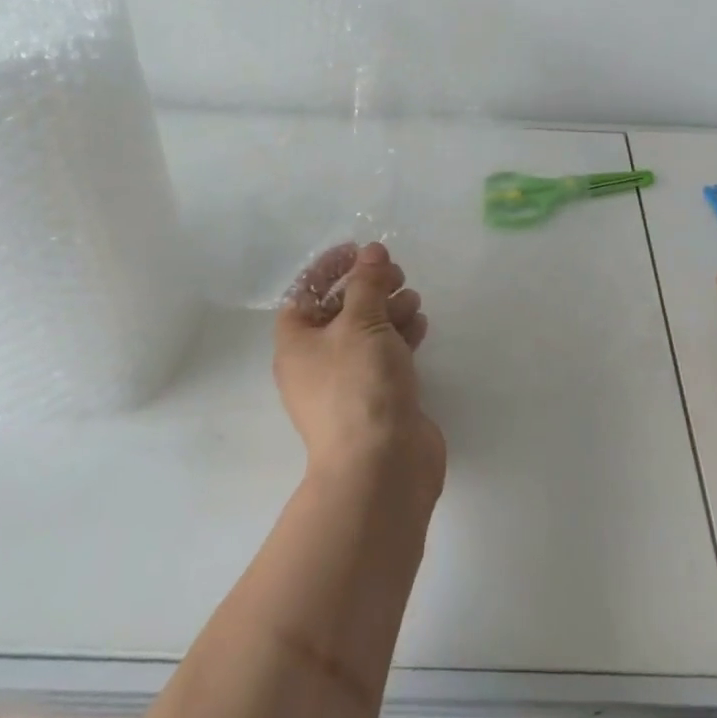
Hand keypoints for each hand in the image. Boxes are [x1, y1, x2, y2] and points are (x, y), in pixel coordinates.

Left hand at [275, 242, 445, 500]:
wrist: (381, 466)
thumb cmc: (359, 385)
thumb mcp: (361, 322)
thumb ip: (367, 283)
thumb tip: (371, 252)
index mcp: (296, 342)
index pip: (305, 291)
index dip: (331, 267)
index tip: (362, 251)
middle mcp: (316, 362)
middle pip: (339, 310)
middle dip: (367, 286)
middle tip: (397, 273)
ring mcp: (347, 383)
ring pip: (366, 333)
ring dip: (388, 309)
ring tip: (413, 297)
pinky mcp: (377, 399)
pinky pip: (385, 356)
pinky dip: (401, 336)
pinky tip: (420, 324)